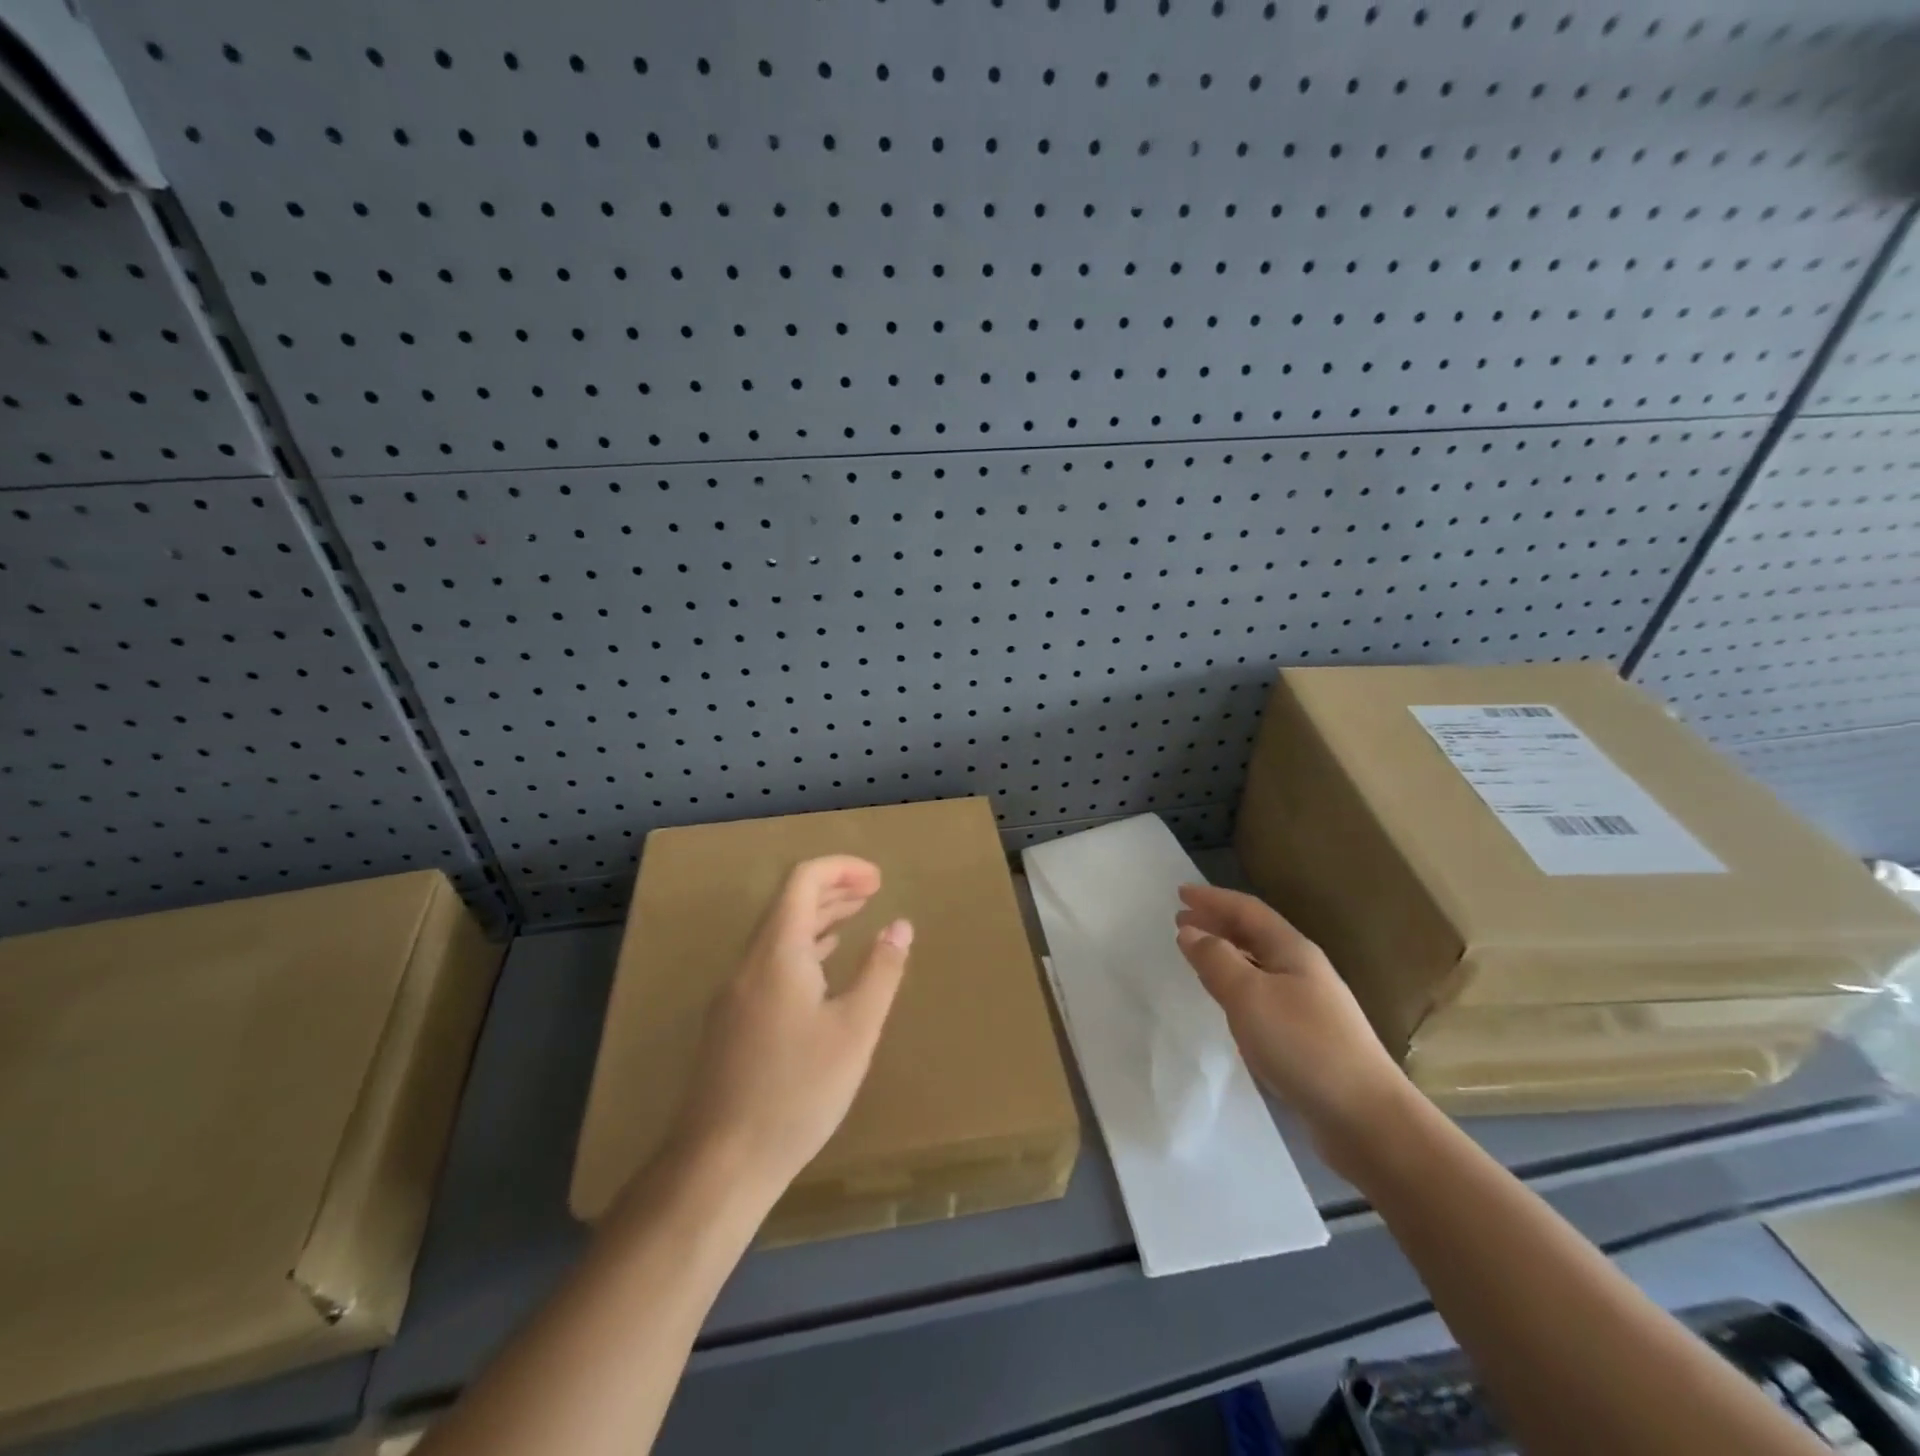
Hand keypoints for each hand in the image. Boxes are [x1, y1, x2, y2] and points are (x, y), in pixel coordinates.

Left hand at [668, 855, 912, 1204]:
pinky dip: (802, 949)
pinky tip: (823, 970)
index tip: (879, 880)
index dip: (841, 869)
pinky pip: (770, 963)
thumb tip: (899, 925)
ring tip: (855, 919)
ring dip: (817, 919)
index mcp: (777, 952)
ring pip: (778, 935)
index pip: (802, 881)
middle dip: (832, 889)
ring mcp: (735, 993)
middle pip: (788, 903)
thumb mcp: (855, 1029)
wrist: (719, 1163)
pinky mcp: (732, 1021)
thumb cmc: (797, 1091)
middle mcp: (749, 962)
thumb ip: (881, 971)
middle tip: (874, 892)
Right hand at [1175, 884, 1412, 1157]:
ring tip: (1198, 955)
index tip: (1180, 892)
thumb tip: (1190, 931)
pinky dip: (1237, 985)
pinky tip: (1228, 1002)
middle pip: (1255, 934)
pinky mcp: (1307, 1037)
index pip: (1247, 910)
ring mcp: (1308, 1004)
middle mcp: (1303, 970)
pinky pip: (1263, 994)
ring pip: (1258, 965)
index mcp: (1292, 951)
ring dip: (1226, 953)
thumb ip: (1216, 960)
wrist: (1366, 1118)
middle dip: (1218, 923)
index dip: (1213, 899)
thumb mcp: (1249, 996)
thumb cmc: (1303, 1045)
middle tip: (1182, 919)